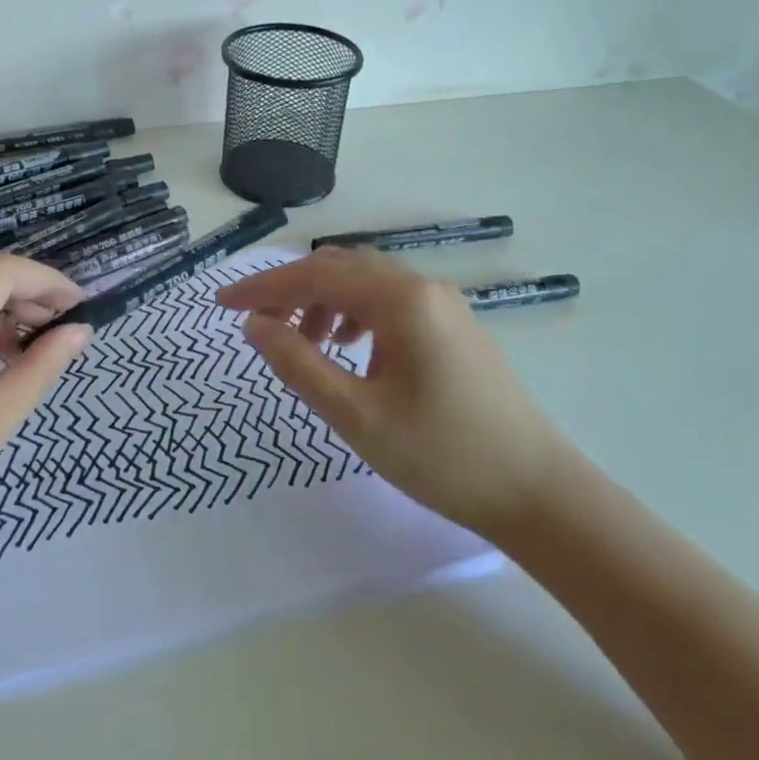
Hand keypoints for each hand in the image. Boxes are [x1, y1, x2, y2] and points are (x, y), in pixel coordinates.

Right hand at [217, 248, 565, 538]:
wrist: (537, 491)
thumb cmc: (442, 456)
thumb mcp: (356, 415)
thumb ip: (298, 363)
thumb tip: (253, 325)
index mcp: (399, 299)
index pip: (313, 276)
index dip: (261, 288)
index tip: (221, 304)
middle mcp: (421, 286)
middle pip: (339, 268)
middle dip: (290, 291)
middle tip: (257, 325)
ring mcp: (442, 303)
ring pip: (364, 282)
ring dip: (323, 301)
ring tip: (305, 344)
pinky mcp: (453, 325)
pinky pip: (388, 300)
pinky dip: (354, 313)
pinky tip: (349, 349)